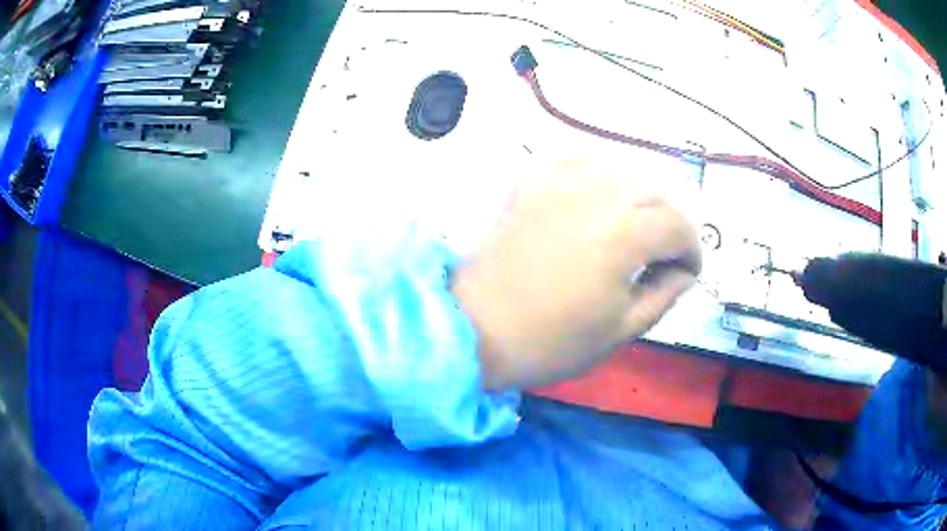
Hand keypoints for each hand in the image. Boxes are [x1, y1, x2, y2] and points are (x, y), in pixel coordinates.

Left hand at [452, 159, 700, 390]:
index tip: (689, 272)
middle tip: (665, 256)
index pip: (677, 226)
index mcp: (625, 233)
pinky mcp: (529, 186)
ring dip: (637, 197)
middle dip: (670, 224)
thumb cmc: (551, 341)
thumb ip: (663, 295)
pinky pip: (571, 162)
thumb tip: (683, 273)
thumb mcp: (621, 330)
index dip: (692, 249)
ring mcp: (558, 184)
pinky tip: (594, 194)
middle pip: (653, 193)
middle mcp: (597, 195)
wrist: (476, 330)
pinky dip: (593, 174)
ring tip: (634, 227)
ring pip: (618, 172)